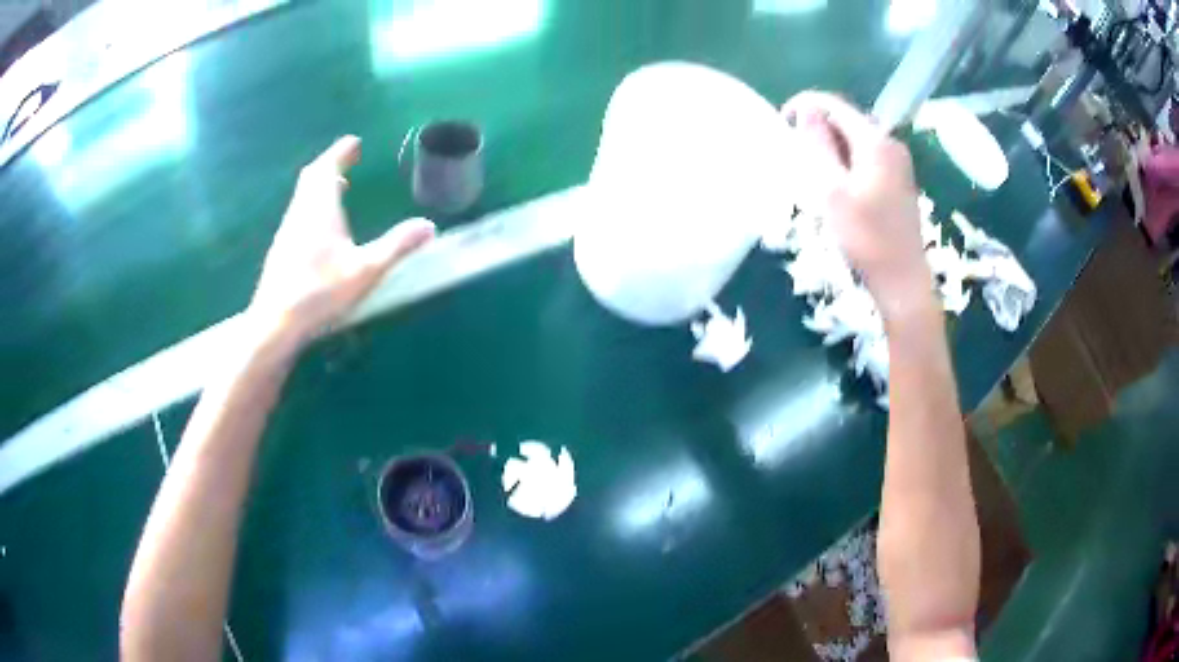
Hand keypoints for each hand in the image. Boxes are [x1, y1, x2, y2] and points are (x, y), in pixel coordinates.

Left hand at [248, 135, 435, 351]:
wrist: (276, 322)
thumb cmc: (320, 291)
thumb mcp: (365, 270)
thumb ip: (397, 246)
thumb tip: (429, 226)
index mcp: (320, 208)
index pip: (328, 168)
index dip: (340, 152)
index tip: (354, 142)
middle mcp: (300, 213)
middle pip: (312, 179)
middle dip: (330, 165)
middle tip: (346, 161)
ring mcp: (287, 232)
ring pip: (303, 198)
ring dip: (320, 187)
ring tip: (338, 189)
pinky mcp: (281, 251)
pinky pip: (298, 215)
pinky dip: (312, 207)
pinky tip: (321, 228)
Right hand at [782, 92, 931, 321]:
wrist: (903, 281)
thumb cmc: (866, 239)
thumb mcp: (832, 191)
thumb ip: (818, 145)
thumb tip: (806, 110)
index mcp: (875, 141)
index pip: (835, 105)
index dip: (805, 106)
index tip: (782, 124)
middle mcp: (890, 143)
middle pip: (847, 120)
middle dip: (818, 129)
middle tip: (797, 156)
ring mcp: (898, 162)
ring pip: (855, 139)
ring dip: (831, 147)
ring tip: (814, 174)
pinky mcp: (899, 179)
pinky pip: (866, 155)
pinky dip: (846, 161)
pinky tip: (838, 186)